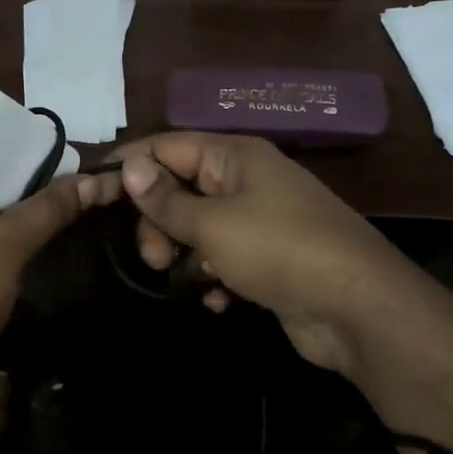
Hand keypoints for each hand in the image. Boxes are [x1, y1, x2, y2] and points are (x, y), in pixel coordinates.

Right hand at [106, 132, 396, 371]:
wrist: (356, 307)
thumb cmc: (278, 250)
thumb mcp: (212, 223)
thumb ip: (165, 200)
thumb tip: (128, 166)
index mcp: (234, 157)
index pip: (167, 146)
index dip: (131, 167)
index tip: (96, 195)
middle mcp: (246, 181)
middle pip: (180, 189)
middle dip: (158, 223)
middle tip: (153, 257)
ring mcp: (259, 221)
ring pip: (199, 228)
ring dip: (185, 255)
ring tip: (187, 280)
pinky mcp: (268, 259)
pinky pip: (224, 259)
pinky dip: (214, 277)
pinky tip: (218, 300)